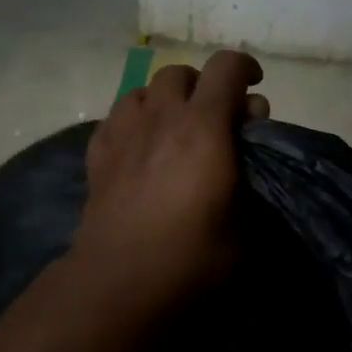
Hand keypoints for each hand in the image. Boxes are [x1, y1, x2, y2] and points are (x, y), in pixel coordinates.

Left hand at [74, 50, 268, 309]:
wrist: (120, 283)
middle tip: (214, 117)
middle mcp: (161, 117)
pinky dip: (132, 122)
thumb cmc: (192, 259)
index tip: (254, 86)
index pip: (225, 68)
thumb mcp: (246, 227)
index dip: (244, 67)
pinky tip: (138, 147)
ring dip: (163, 100)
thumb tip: (245, 154)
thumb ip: (251, 179)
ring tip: (173, 128)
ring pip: (141, 90)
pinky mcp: (97, 155)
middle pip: (178, 73)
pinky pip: (115, 118)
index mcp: (204, 126)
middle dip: (201, 86)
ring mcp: (123, 133)